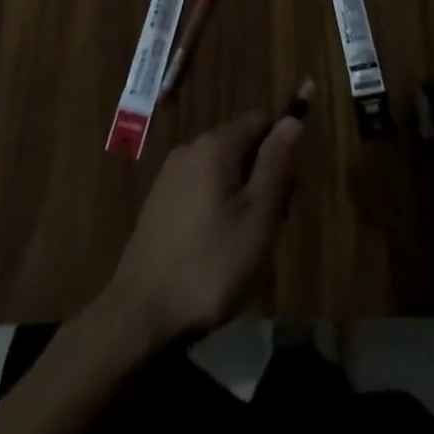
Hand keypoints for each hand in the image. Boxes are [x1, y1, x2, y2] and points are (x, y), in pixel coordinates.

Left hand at [98, 102, 306, 347]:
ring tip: (244, 244)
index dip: (282, 150)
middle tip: (271, 226)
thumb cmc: (210, 265)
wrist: (139, 313)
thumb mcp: (257, 216)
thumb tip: (293, 119)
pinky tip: (216, 247)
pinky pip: (201, 187)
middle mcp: (191, 147)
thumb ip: (276, 163)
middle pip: (241, 144)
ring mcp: (171, 174)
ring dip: (242, 195)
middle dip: (263, 176)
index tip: (289, 192)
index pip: (261, 121)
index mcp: (215, 144)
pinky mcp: (159, 200)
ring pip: (222, 168)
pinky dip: (217, 206)